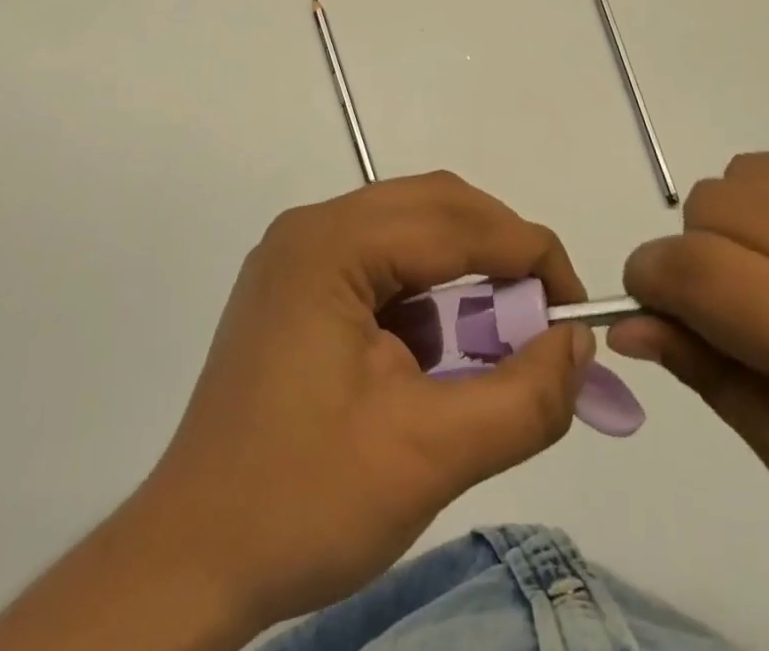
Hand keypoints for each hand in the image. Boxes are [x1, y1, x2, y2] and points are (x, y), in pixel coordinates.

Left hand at [128, 172, 595, 629]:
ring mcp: (299, 255)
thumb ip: (523, 397)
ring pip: (408, 233)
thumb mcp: (430, 454)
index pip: (454, 221)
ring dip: (461, 276)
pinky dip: (423, 299)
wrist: (190, 560)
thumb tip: (577, 343)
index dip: (528, 254)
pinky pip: (380, 266)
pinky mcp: (297, 288)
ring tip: (492, 344)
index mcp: (331, 244)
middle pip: (431, 208)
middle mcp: (312, 229)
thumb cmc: (304, 500)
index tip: (577, 309)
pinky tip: (431, 358)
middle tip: (542, 318)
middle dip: (498, 255)